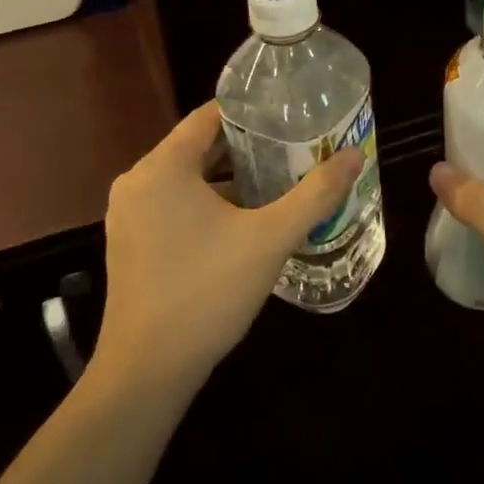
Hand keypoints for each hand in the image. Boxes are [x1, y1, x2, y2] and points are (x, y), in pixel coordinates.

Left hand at [93, 101, 363, 393]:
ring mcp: (130, 216)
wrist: (148, 371)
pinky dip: (209, 203)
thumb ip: (315, 193)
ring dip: (230, 178)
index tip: (290, 113)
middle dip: (248, 147)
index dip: (251, 112)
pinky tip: (246, 220)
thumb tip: (354, 156)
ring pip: (188, 179)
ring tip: (280, 179)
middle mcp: (138, 183)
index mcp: (162, 168)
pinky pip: (175, 205)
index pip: (208, 116)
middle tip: (295, 146)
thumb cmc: (207, 292)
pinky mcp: (132, 244)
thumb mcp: (270, 239)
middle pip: (199, 147)